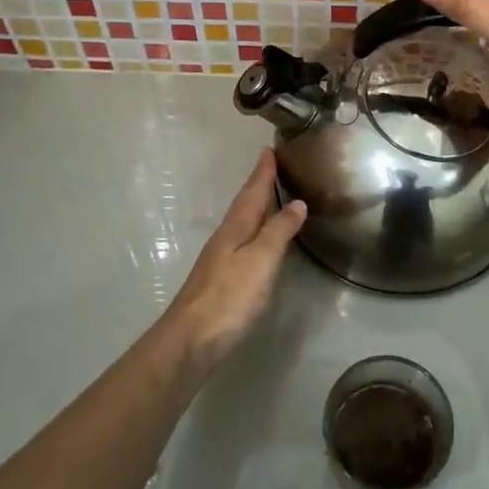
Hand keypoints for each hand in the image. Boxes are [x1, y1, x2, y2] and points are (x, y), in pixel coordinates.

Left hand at [165, 149, 306, 370]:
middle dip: (259, 184)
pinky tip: (259, 238)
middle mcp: (226, 236)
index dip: (262, 171)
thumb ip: (279, 230)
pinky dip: (254, 229)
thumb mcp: (262, 259)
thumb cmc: (230, 295)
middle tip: (272, 166)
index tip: (268, 149)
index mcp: (236, 227)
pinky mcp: (221, 278)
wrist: (192, 339)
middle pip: (245, 204)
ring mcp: (221, 258)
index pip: (252, 191)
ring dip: (256, 206)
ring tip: (271, 196)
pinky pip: (242, 240)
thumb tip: (297, 203)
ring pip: (242, 222)